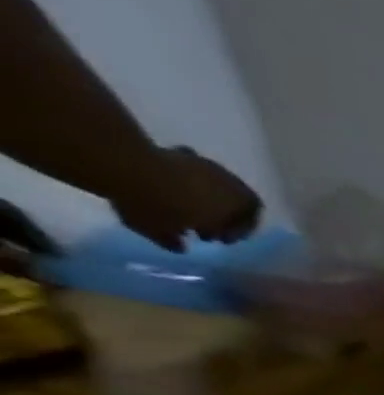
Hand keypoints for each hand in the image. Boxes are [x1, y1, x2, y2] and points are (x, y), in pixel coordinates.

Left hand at [110, 146, 262, 252]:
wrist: (120, 164)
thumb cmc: (156, 205)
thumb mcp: (162, 231)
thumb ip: (175, 240)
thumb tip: (180, 245)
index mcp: (236, 201)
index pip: (252, 214)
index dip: (241, 229)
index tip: (221, 239)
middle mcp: (225, 180)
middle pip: (234, 197)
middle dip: (222, 212)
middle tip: (203, 225)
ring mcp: (198, 161)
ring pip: (211, 182)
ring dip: (202, 195)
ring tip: (182, 206)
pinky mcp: (172, 149)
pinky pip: (186, 169)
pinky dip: (182, 180)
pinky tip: (165, 187)